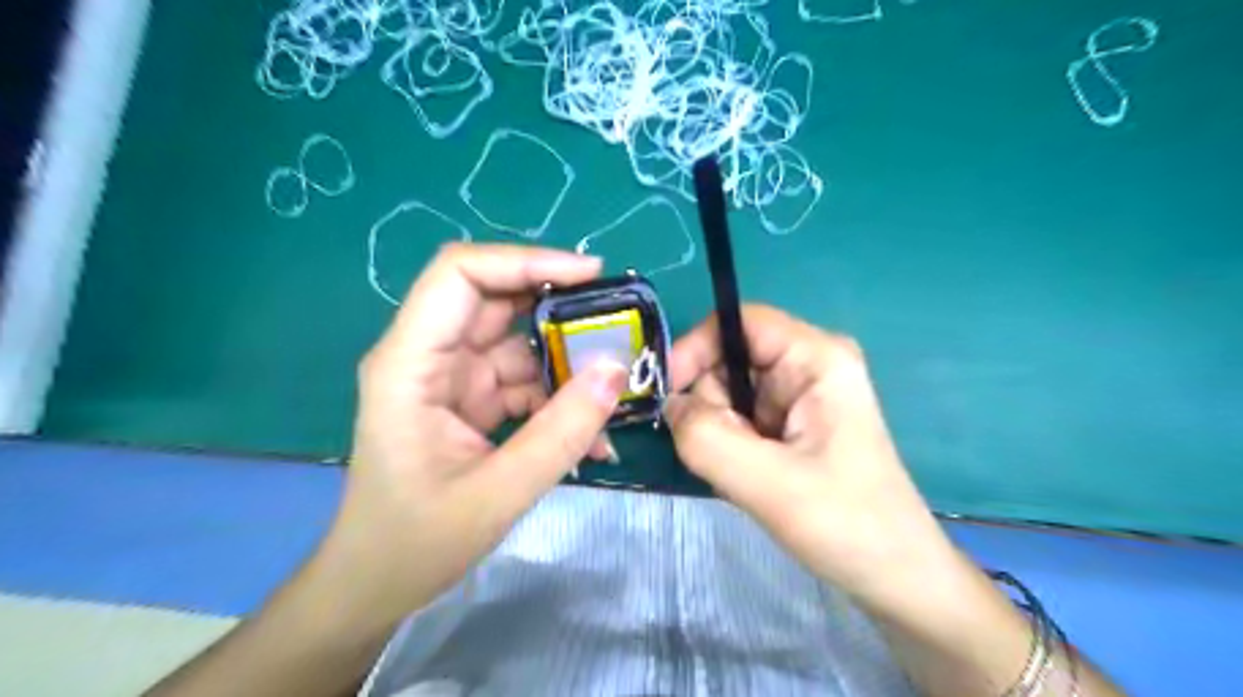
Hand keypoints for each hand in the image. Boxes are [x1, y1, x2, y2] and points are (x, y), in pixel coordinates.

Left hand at [308, 242, 625, 630]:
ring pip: (519, 342)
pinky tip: (592, 434)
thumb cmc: (415, 542)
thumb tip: (616, 371)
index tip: (590, 276)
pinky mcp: (472, 401)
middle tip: (619, 322)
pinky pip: (523, 380)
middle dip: (561, 307)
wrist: (376, 585)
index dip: (525, 261)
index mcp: (410, 362)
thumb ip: (561, 432)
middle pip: (497, 300)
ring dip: (568, 361)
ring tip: (616, 385)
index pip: (461, 274)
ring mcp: (452, 378)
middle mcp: (429, 356)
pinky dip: (559, 398)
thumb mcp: (498, 492)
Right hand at [669, 306, 957, 608]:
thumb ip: (707, 438)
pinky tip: (750, 478)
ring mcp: (799, 396)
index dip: (696, 347)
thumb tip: (670, 406)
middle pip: (729, 359)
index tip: (666, 395)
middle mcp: (807, 366)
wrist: (893, 575)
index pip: (738, 322)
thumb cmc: (846, 523)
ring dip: (720, 432)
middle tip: (723, 455)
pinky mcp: (792, 424)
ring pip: (728, 393)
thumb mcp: (769, 482)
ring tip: (744, 475)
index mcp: (816, 358)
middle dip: (711, 405)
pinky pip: (738, 419)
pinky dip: (729, 446)